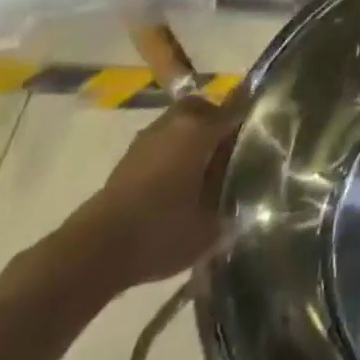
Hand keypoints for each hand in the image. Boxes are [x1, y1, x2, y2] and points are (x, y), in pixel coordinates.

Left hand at [58, 90, 248, 293]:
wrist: (92, 252)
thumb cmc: (160, 231)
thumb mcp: (209, 229)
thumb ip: (232, 211)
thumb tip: (246, 205)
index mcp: (201, 129)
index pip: (238, 106)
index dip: (254, 113)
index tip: (268, 122)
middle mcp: (175, 123)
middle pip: (205, 109)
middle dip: (218, 122)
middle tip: (231, 149)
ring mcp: (147, 139)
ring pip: (180, 125)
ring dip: (192, 138)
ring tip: (204, 169)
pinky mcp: (127, 160)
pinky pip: (162, 143)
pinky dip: (172, 154)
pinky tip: (177, 184)